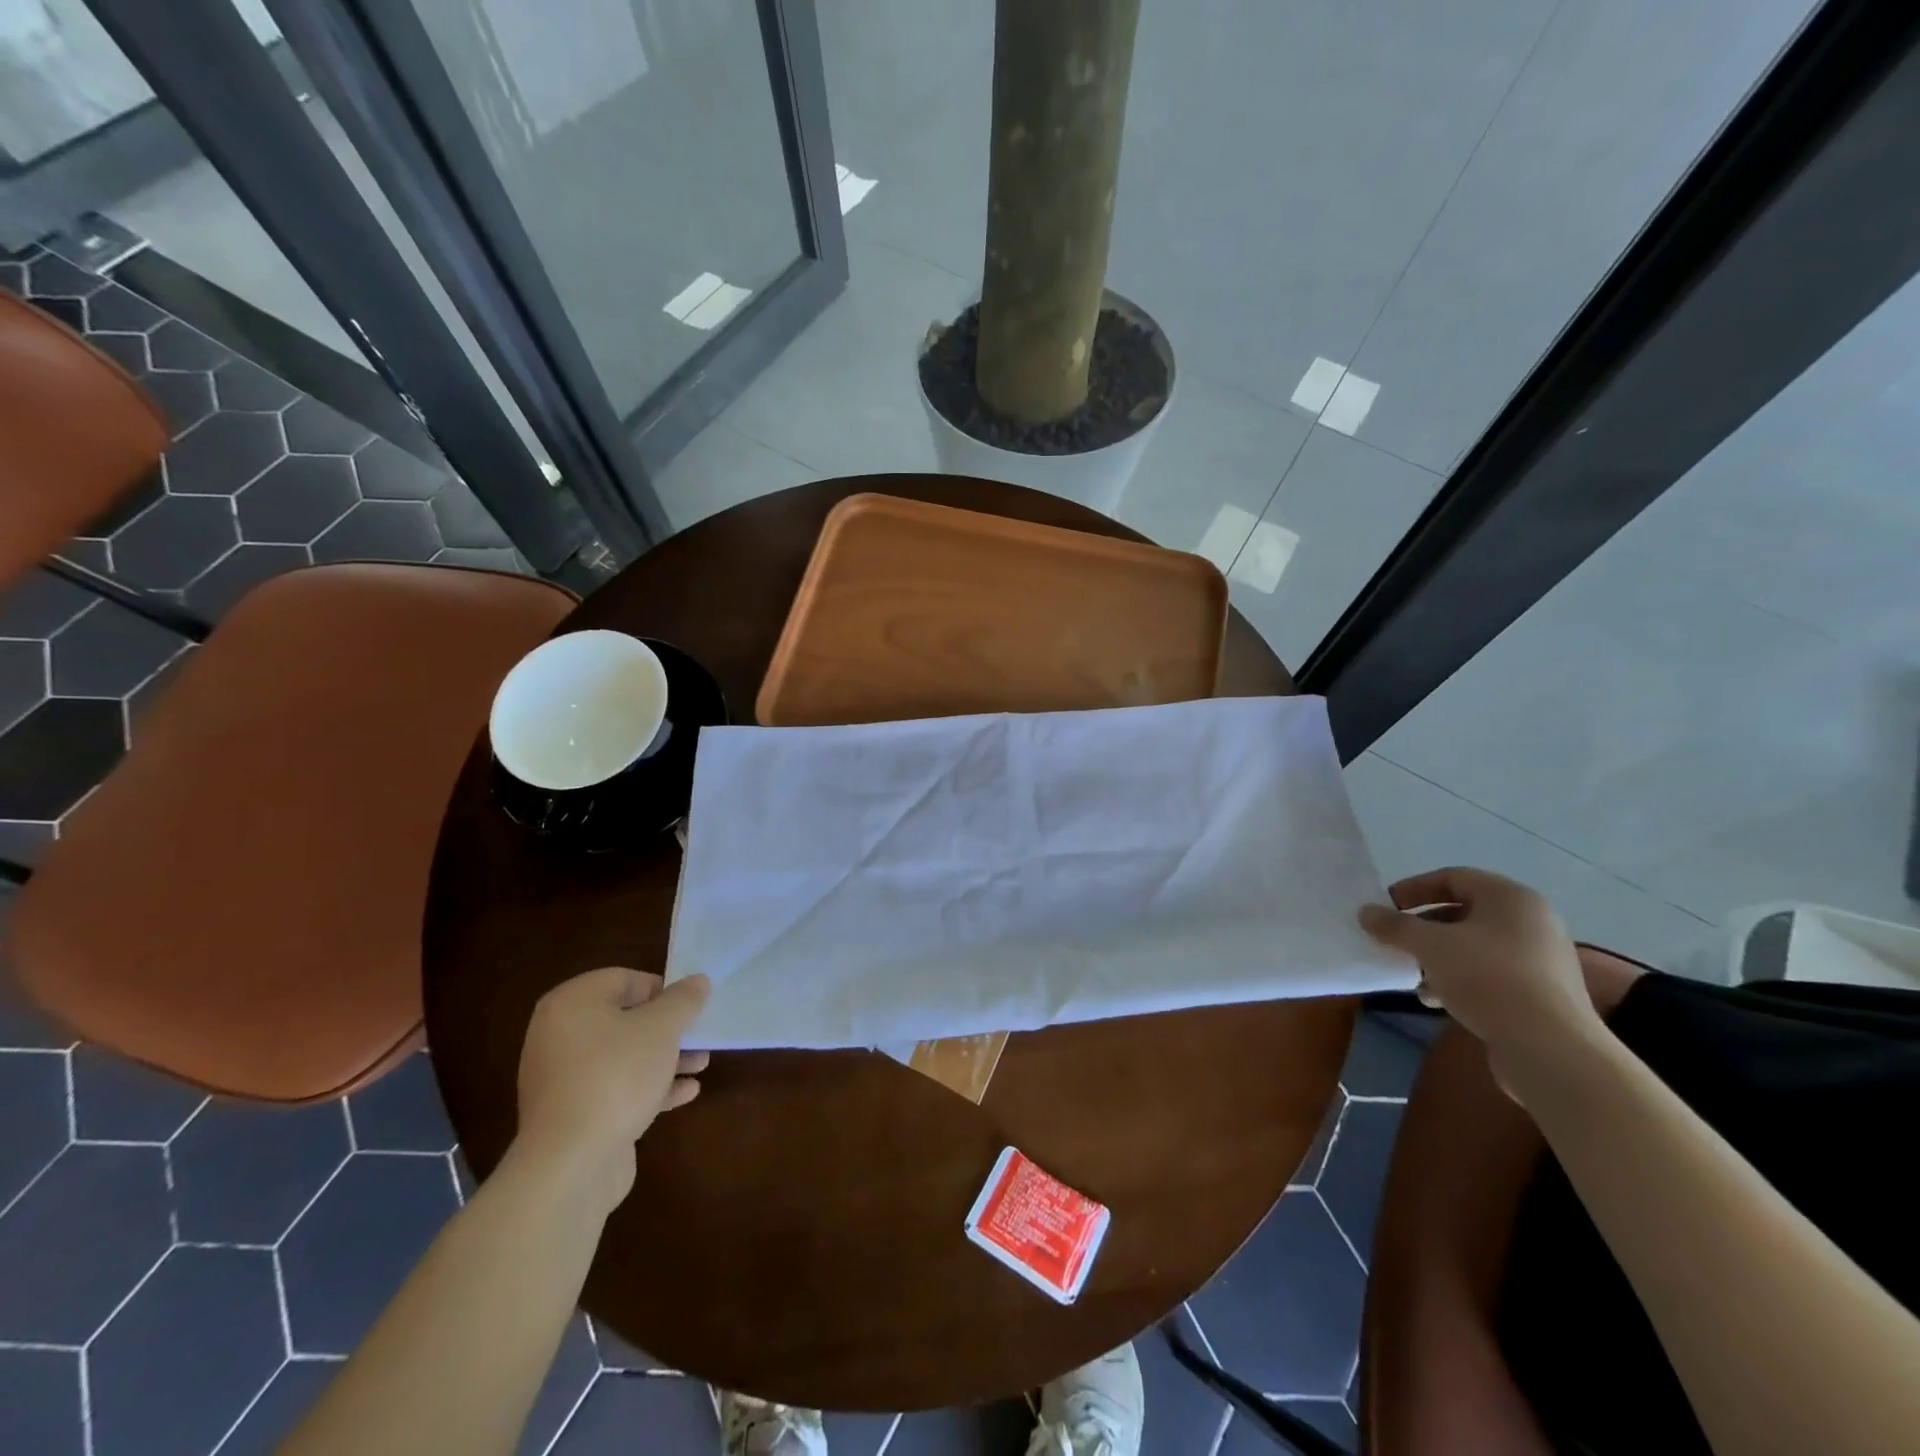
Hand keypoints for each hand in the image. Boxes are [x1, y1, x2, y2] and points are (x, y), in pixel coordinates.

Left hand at [513, 968, 710, 1215]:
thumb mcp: (661, 1029)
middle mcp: (560, 1035)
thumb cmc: (616, 1077)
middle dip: (668, 1029)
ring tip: (701, 1065)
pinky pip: (616, 1087)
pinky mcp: (573, 1114)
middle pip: (625, 1019)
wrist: (570, 1165)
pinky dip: (648, 1086)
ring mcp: (563, 1078)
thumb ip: (683, 1001)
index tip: (691, 1007)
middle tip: (700, 1036)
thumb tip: (697, 981)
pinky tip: (686, 1093)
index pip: (624, 979)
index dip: (663, 989)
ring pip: (624, 1055)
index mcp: (572, 1004)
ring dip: (664, 1058)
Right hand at [1358, 867, 1605, 1095]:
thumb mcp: (1430, 945)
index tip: (1386, 908)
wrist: (1550, 1049)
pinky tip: (1435, 1000)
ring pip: (1474, 946)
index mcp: (1511, 898)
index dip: (1414, 889)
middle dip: (1423, 927)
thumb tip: (1366, 912)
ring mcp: (1540, 959)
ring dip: (1438, 957)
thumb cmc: (1488, 979)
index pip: (1453, 877)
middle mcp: (1531, 922)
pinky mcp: (1541, 994)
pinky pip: (1490, 974)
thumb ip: (1395, 925)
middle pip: (1464, 912)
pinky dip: (1459, 980)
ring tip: (1411, 975)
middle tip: (1395, 942)